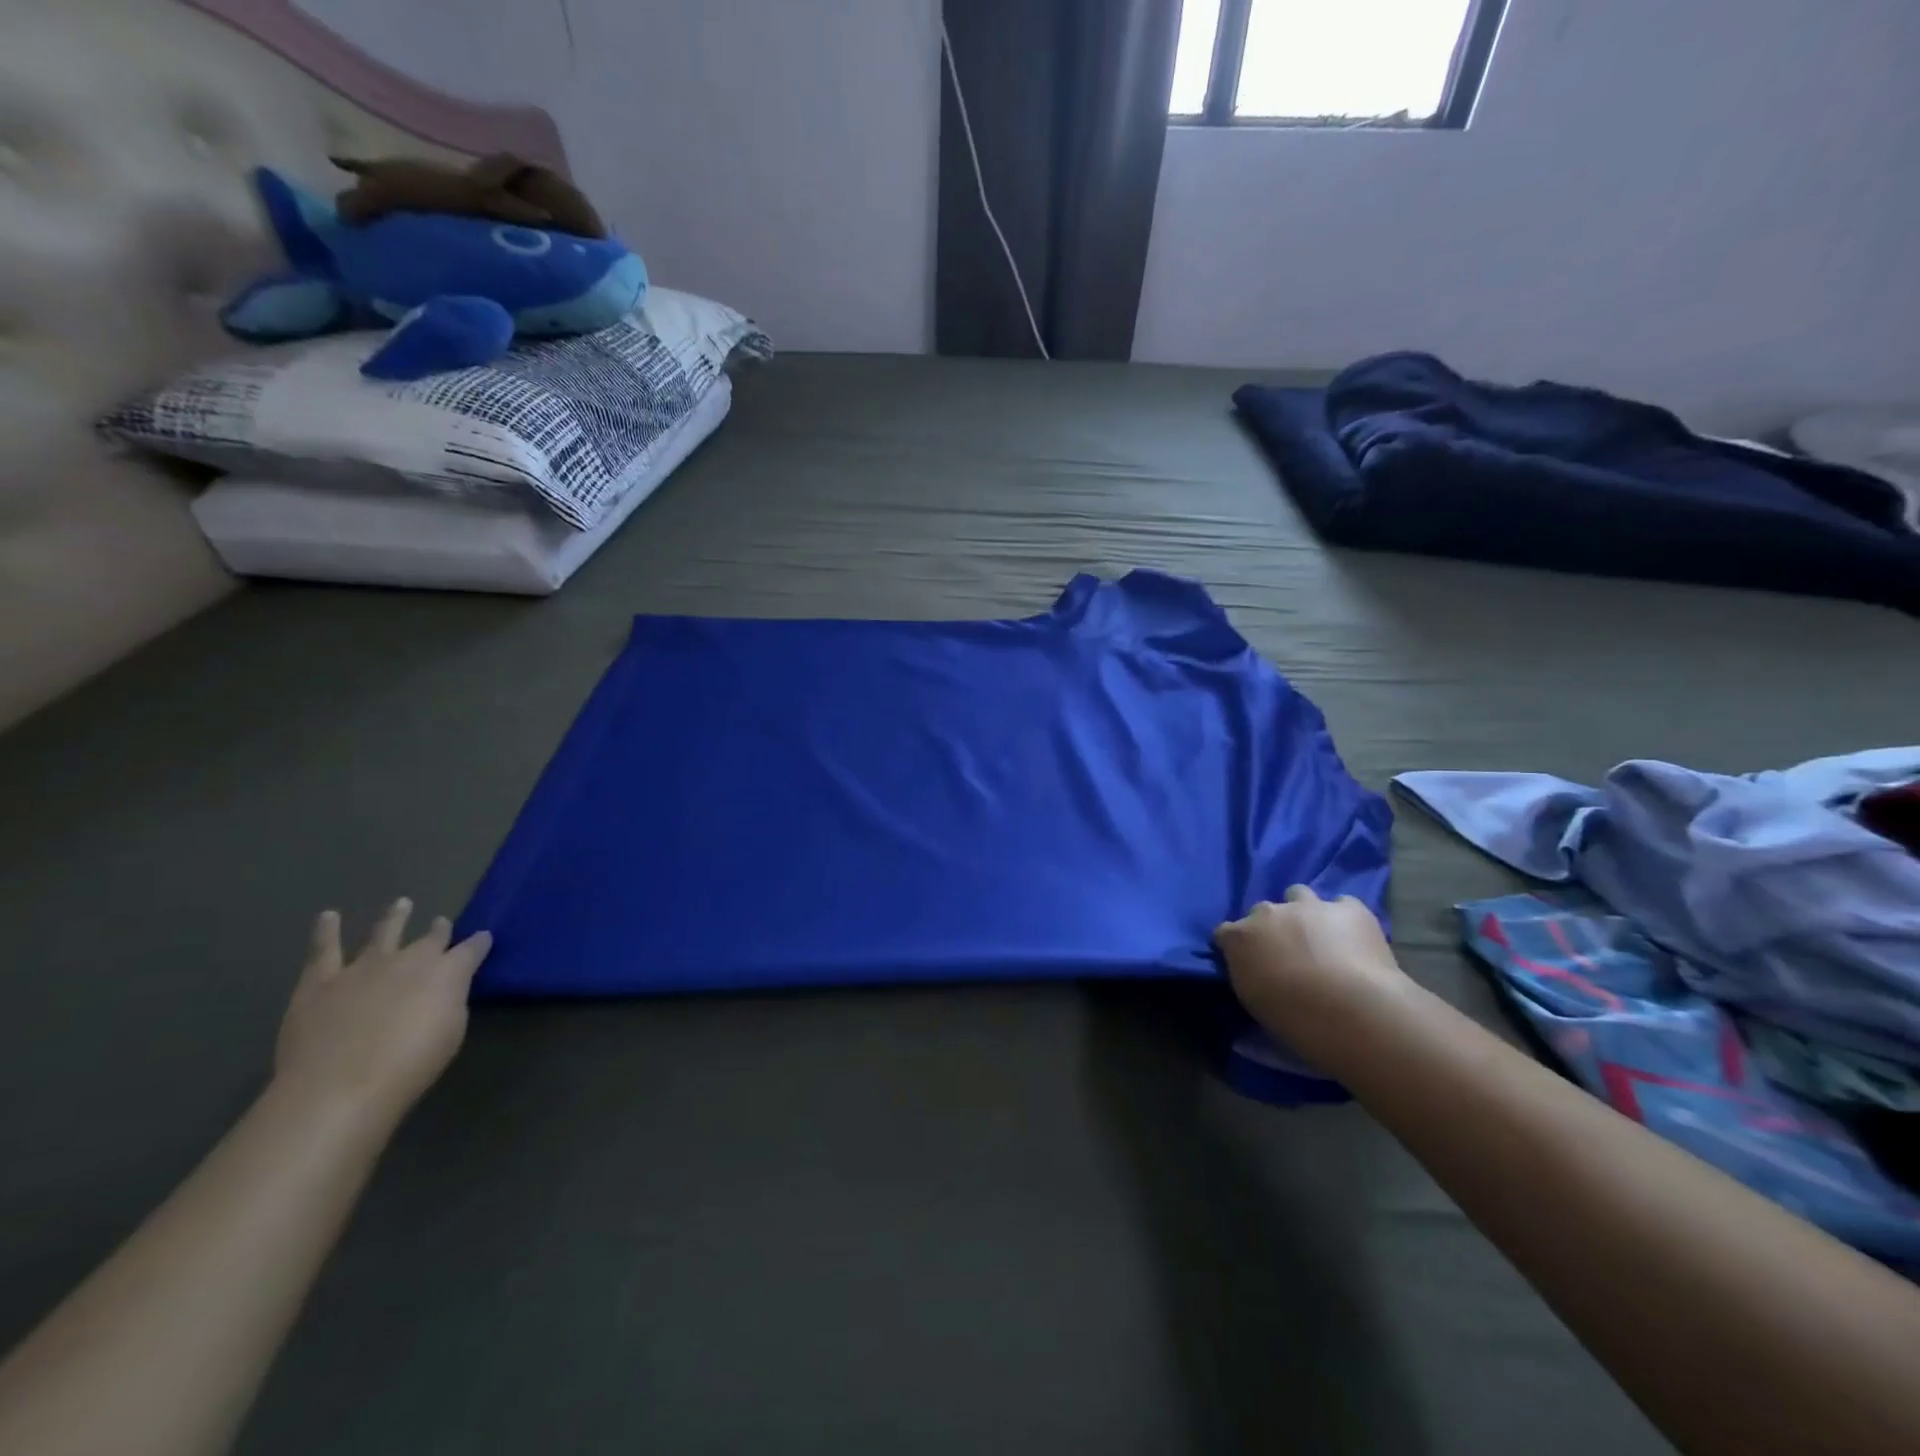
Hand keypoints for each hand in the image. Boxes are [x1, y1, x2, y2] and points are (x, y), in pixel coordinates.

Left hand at [274, 900, 492, 1124]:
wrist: (339, 1087)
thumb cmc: (410, 1066)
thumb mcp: (451, 1034)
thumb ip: (450, 1003)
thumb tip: (446, 989)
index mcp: (448, 972)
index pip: (472, 949)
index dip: (479, 943)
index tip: (484, 938)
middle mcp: (410, 959)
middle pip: (430, 939)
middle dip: (439, 931)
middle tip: (441, 923)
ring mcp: (363, 967)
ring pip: (384, 933)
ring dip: (395, 918)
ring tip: (401, 903)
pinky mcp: (321, 981)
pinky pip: (324, 950)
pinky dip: (327, 931)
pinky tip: (329, 916)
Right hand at [1215, 886, 1406, 1041]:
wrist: (1352, 1011)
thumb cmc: (1295, 1019)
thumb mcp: (1254, 1002)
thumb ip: (1248, 974)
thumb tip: (1254, 970)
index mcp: (1239, 937)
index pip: (1225, 932)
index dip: (1237, 947)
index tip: (1249, 965)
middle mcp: (1268, 912)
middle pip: (1262, 911)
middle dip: (1271, 927)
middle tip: (1288, 953)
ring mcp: (1308, 906)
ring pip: (1298, 894)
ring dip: (1304, 912)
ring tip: (1320, 937)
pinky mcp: (1349, 908)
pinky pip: (1343, 904)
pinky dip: (1345, 918)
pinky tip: (1354, 939)